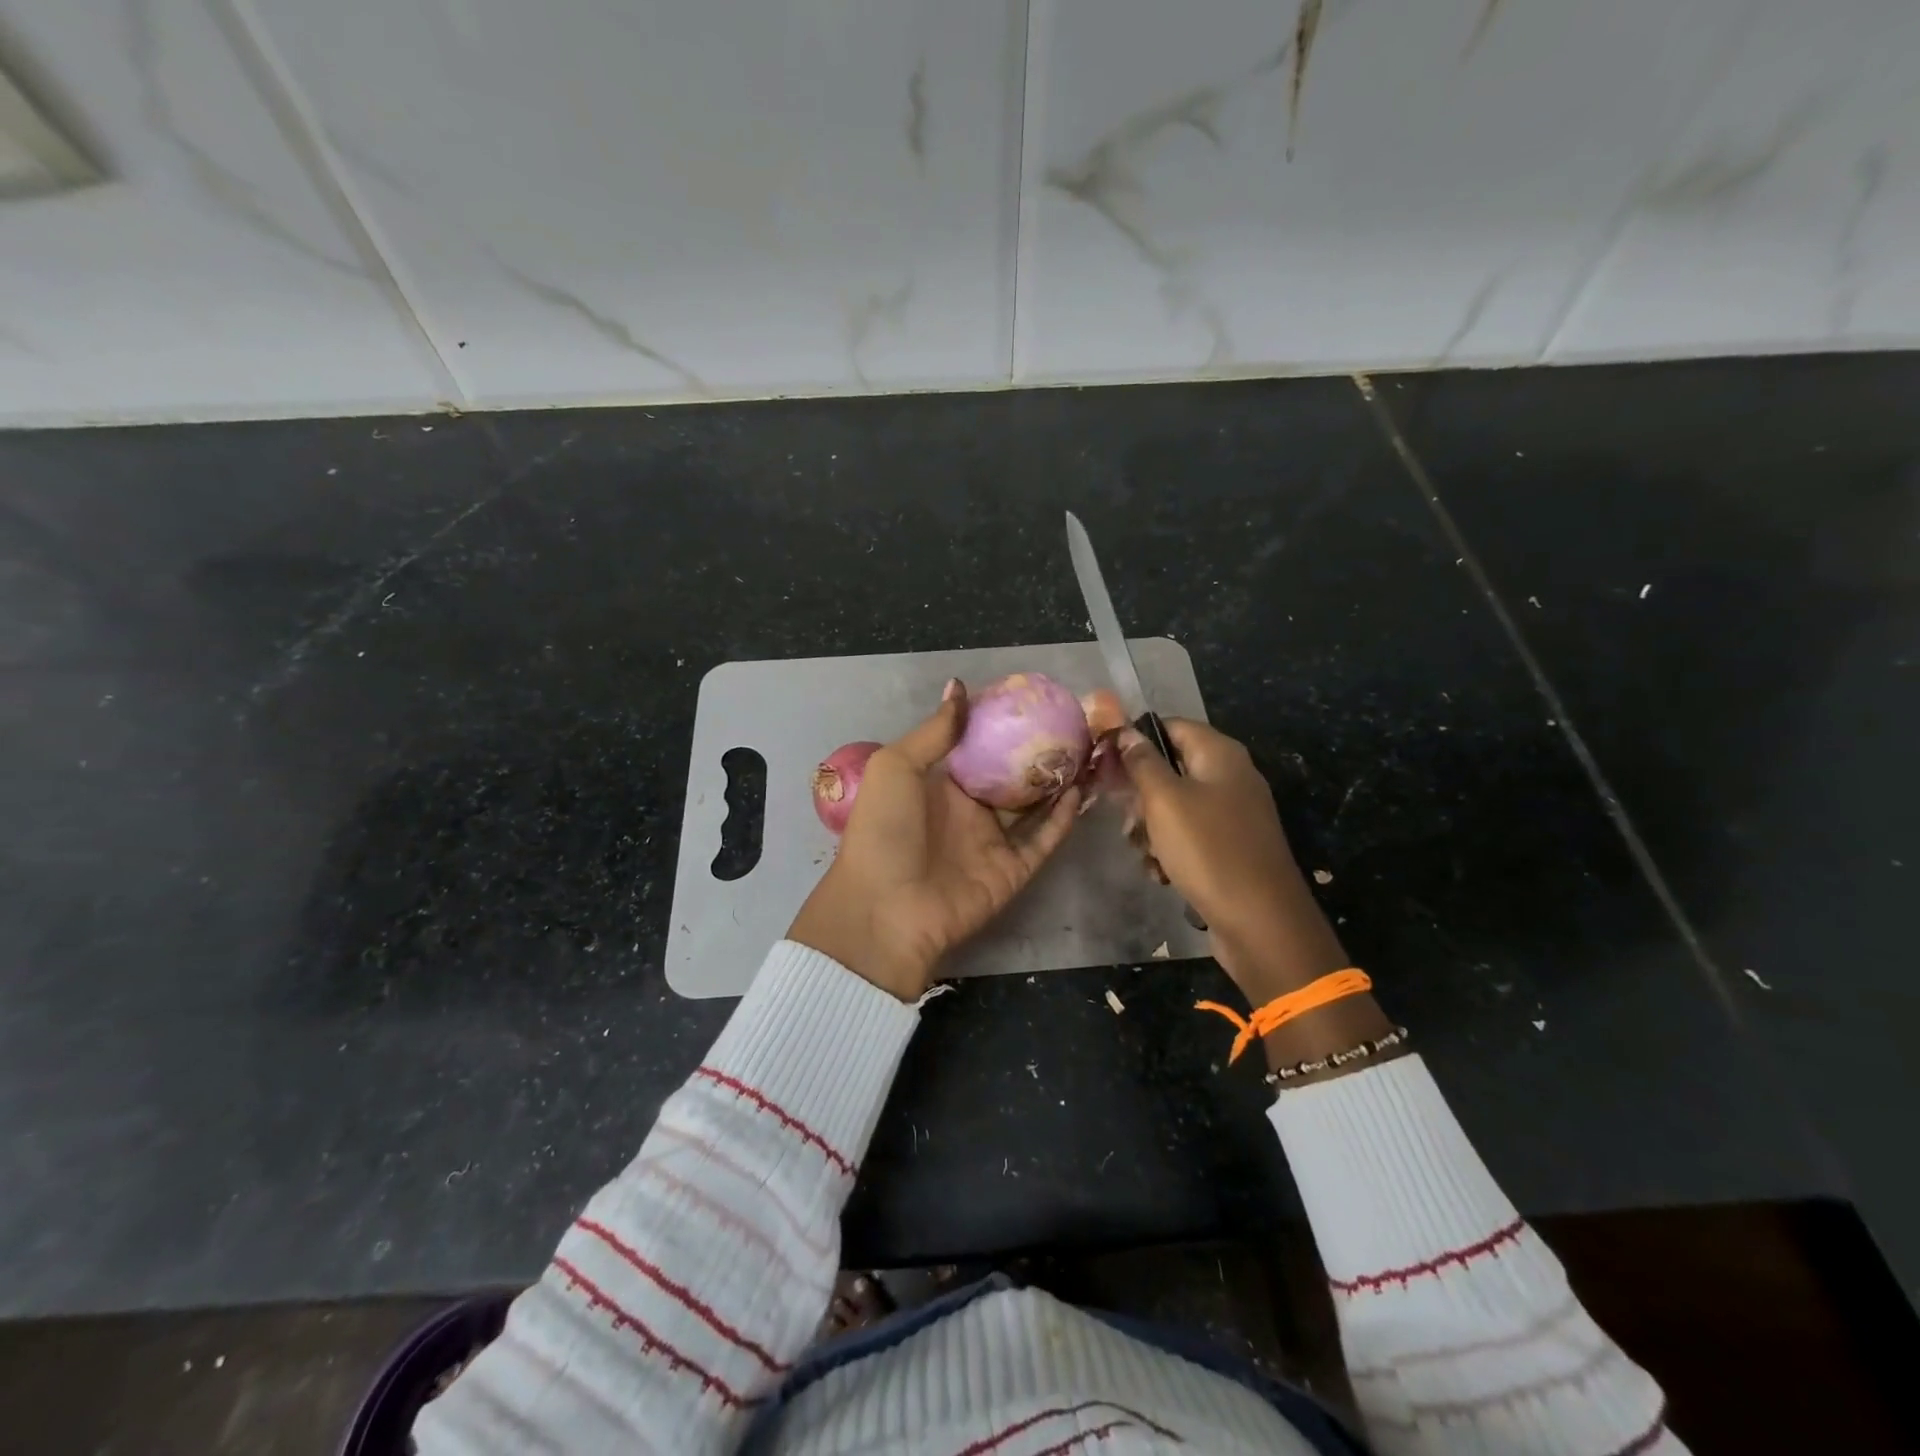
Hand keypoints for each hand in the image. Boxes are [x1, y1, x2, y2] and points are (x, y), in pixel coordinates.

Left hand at [789, 681, 1081, 1001]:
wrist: (885, 909)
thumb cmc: (884, 829)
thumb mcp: (896, 767)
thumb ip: (934, 731)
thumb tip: (959, 687)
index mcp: (939, 784)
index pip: (977, 748)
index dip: (1002, 725)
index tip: (1032, 698)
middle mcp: (968, 809)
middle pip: (1011, 775)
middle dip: (1038, 751)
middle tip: (1072, 722)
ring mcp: (991, 841)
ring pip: (1034, 805)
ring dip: (1058, 781)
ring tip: (1086, 751)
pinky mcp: (1011, 870)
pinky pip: (1043, 839)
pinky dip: (1062, 818)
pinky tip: (1080, 790)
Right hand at [1117, 720, 1347, 1001]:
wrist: (1260, 921)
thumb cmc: (1208, 849)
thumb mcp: (1164, 800)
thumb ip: (1142, 762)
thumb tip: (1126, 731)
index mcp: (1220, 754)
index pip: (1169, 726)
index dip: (1135, 740)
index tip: (1105, 764)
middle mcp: (1230, 777)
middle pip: (1171, 769)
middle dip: (1141, 795)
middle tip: (1127, 820)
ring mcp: (1234, 814)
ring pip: (1176, 806)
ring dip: (1151, 828)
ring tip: (1144, 853)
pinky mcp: (1231, 847)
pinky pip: (1191, 836)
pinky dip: (1171, 850)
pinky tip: (1161, 873)